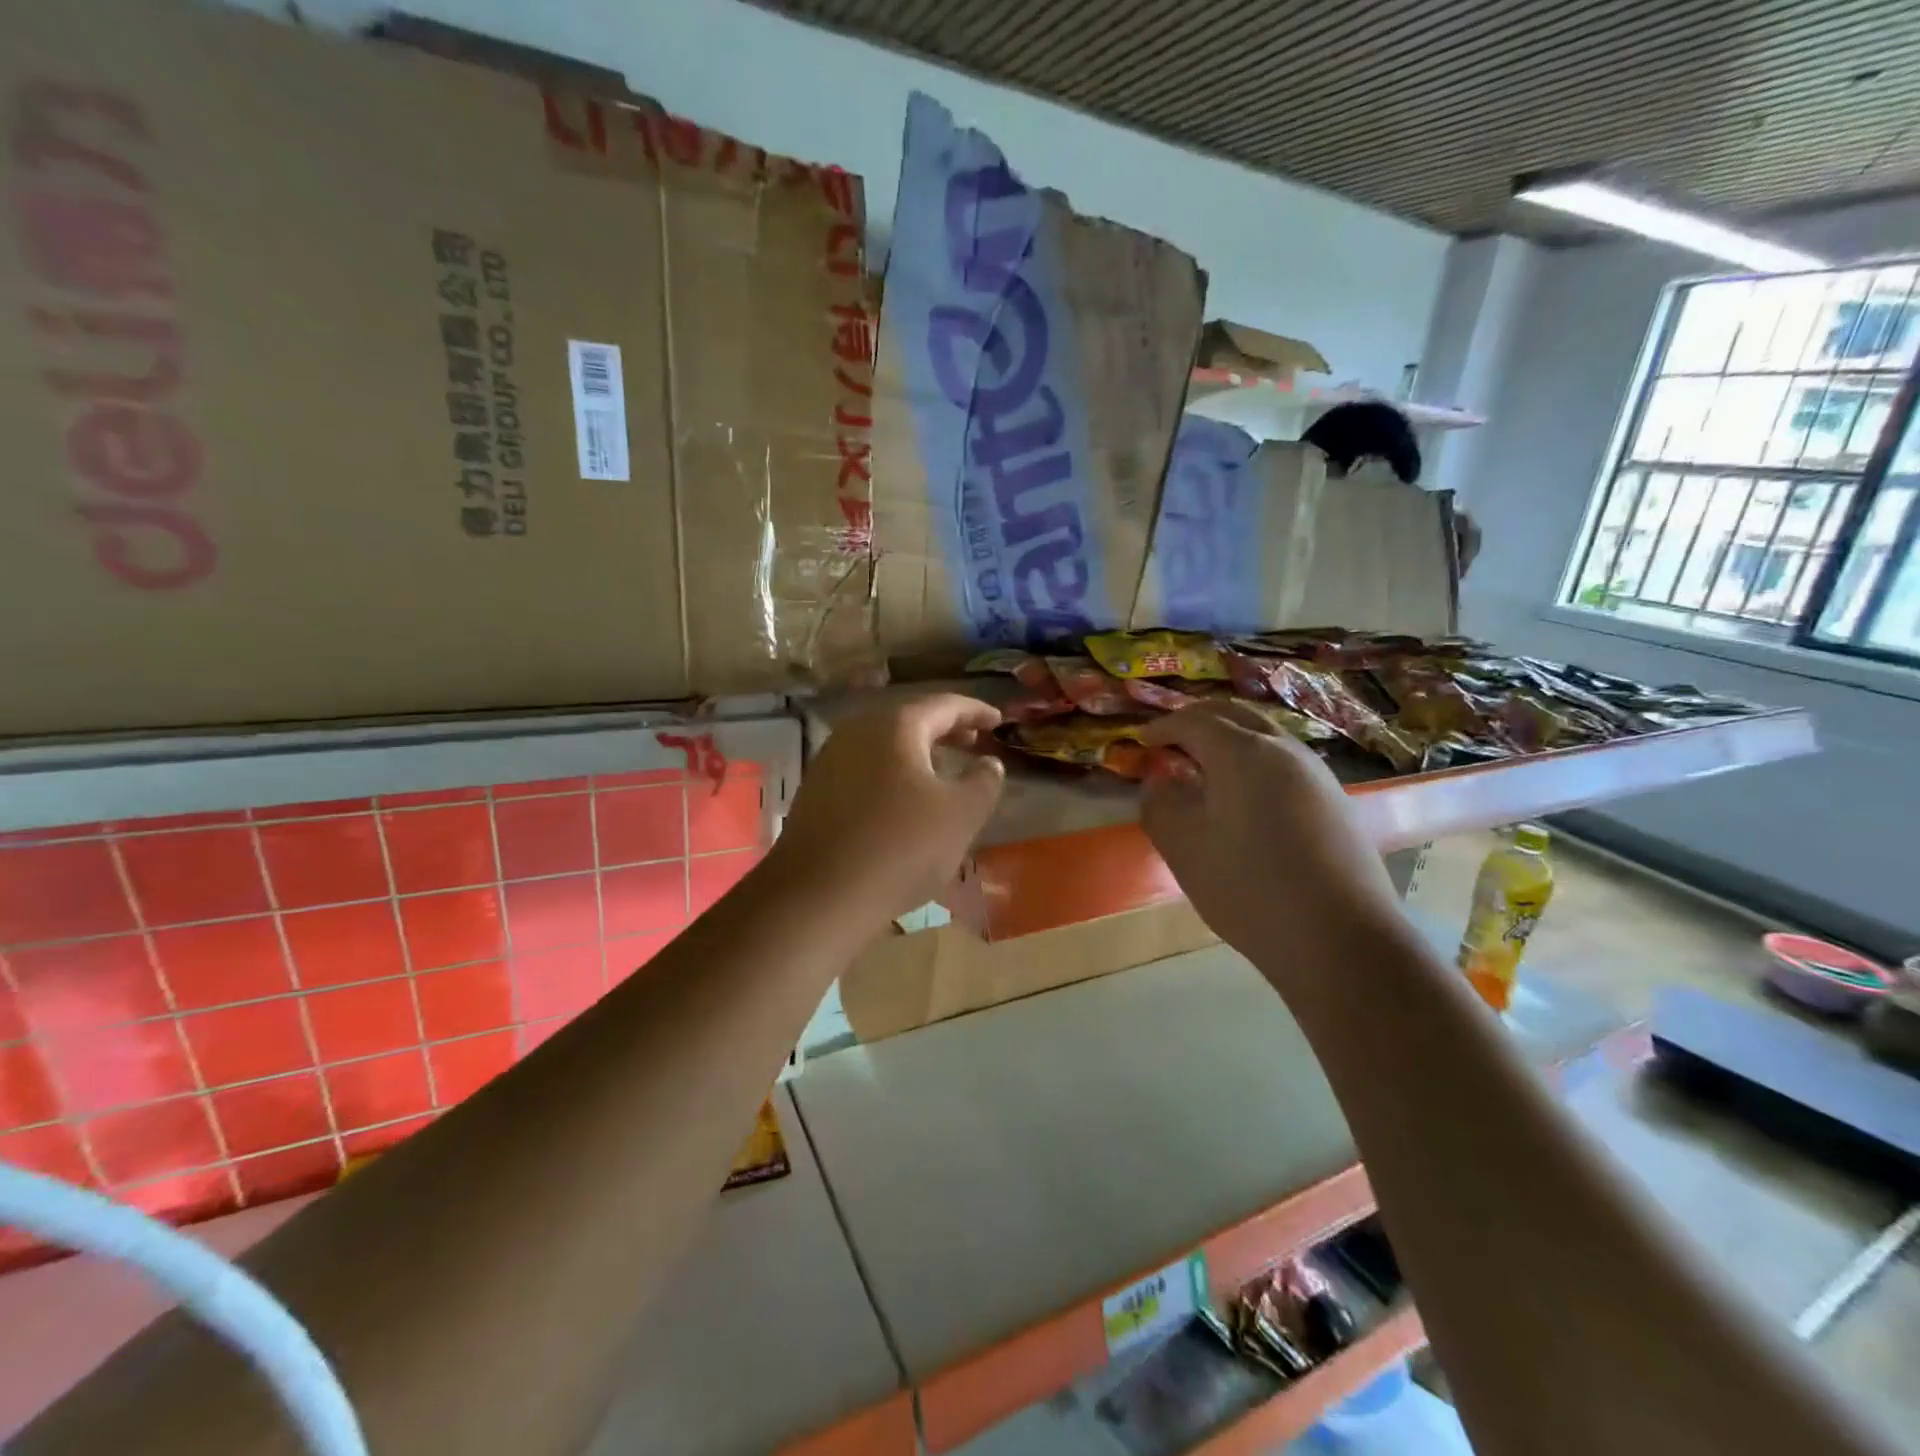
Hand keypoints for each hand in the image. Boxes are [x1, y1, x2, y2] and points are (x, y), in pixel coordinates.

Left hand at [770, 694, 1005, 925]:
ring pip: (885, 745)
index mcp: (896, 726)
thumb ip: (983, 781)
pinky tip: (904, 800)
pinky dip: (893, 773)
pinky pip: (865, 769)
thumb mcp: (961, 814)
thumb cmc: (901, 847)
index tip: (999, 720)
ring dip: (918, 754)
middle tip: (975, 742)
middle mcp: (858, 731)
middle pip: (911, 721)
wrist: (819, 896)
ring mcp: (830, 761)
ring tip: (944, 770)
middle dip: (946, 730)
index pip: (944, 705)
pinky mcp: (816, 792)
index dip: (976, 712)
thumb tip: (988, 763)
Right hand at [1138, 701, 1399, 969]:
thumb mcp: (1184, 847)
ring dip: (1229, 740)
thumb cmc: (1250, 887)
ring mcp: (1317, 774)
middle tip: (1170, 741)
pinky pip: (1284, 764)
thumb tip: (1159, 782)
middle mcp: (1284, 750)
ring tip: (1203, 769)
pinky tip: (1243, 799)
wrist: (1341, 938)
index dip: (1163, 727)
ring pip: (1264, 737)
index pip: (1194, 721)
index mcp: (1243, 752)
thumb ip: (1160, 805)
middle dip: (1198, 721)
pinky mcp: (1335, 802)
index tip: (1140, 741)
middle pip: (1235, 716)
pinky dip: (1253, 764)